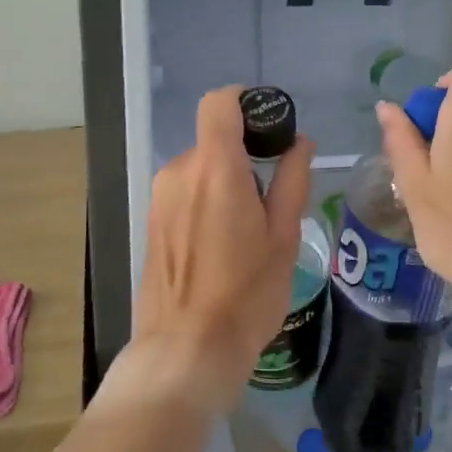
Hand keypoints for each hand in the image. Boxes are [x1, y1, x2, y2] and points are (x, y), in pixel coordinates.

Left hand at [128, 87, 313, 415]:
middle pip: (214, 141)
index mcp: (215, 168)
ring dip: (225, 183)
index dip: (245, 101)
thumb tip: (299, 142)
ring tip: (249, 231)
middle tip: (272, 199)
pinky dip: (207, 202)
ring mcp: (160, 198)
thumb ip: (292, 180)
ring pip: (200, 170)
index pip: (219, 103)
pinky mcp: (151, 222)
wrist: (186, 349)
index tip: (271, 125)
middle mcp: (180, 173)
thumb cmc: (246, 294)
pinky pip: (185, 194)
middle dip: (244, 157)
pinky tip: (223, 246)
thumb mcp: (283, 236)